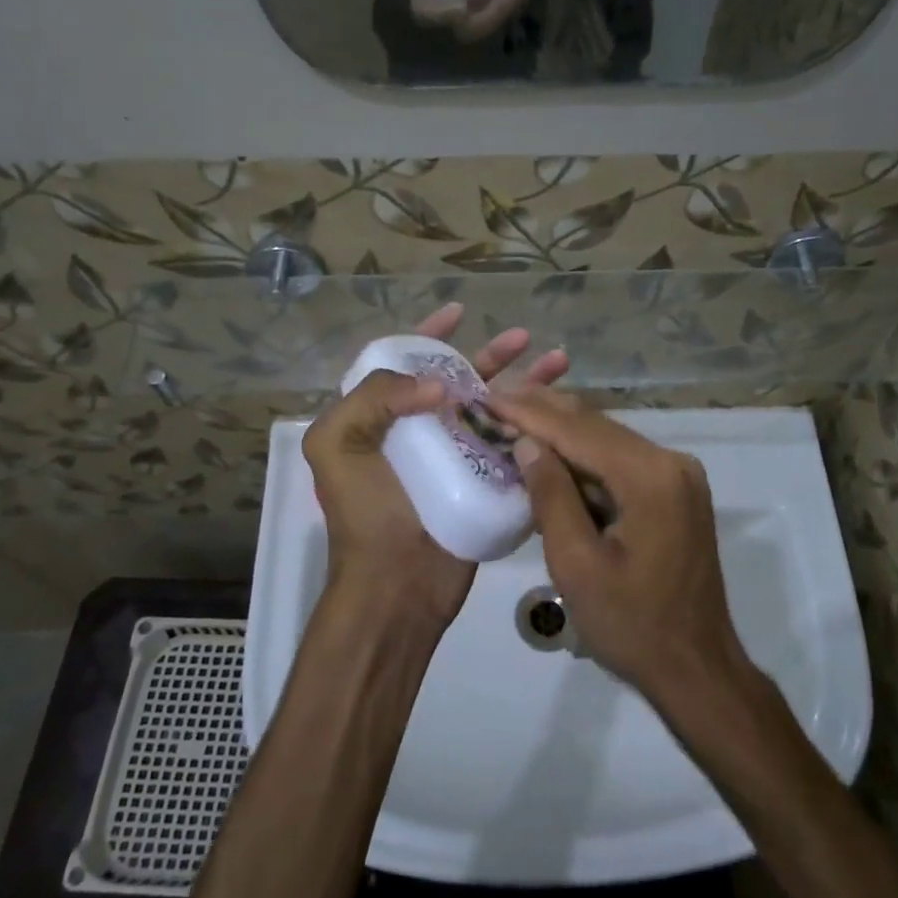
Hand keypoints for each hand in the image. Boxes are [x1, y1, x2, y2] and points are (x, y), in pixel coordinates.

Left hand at [304, 305, 567, 632]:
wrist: (396, 586)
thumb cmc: (364, 515)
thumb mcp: (337, 447)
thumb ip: (372, 398)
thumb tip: (439, 385)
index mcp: (380, 419)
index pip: (405, 362)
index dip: (430, 335)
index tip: (459, 312)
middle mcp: (420, 432)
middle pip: (460, 380)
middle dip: (491, 354)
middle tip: (524, 336)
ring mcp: (457, 458)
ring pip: (494, 408)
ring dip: (526, 384)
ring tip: (559, 362)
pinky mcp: (486, 483)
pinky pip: (513, 445)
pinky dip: (536, 426)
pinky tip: (560, 411)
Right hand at [491, 387, 746, 704]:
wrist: (696, 670)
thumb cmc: (631, 625)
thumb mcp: (577, 564)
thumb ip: (551, 496)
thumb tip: (527, 443)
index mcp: (651, 477)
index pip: (579, 431)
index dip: (529, 413)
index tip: (488, 397)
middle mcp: (672, 463)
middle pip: (596, 428)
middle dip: (544, 415)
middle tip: (495, 400)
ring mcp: (678, 478)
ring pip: (608, 443)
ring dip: (561, 436)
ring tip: (513, 420)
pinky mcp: (675, 494)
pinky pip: (621, 465)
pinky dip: (584, 462)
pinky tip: (550, 457)